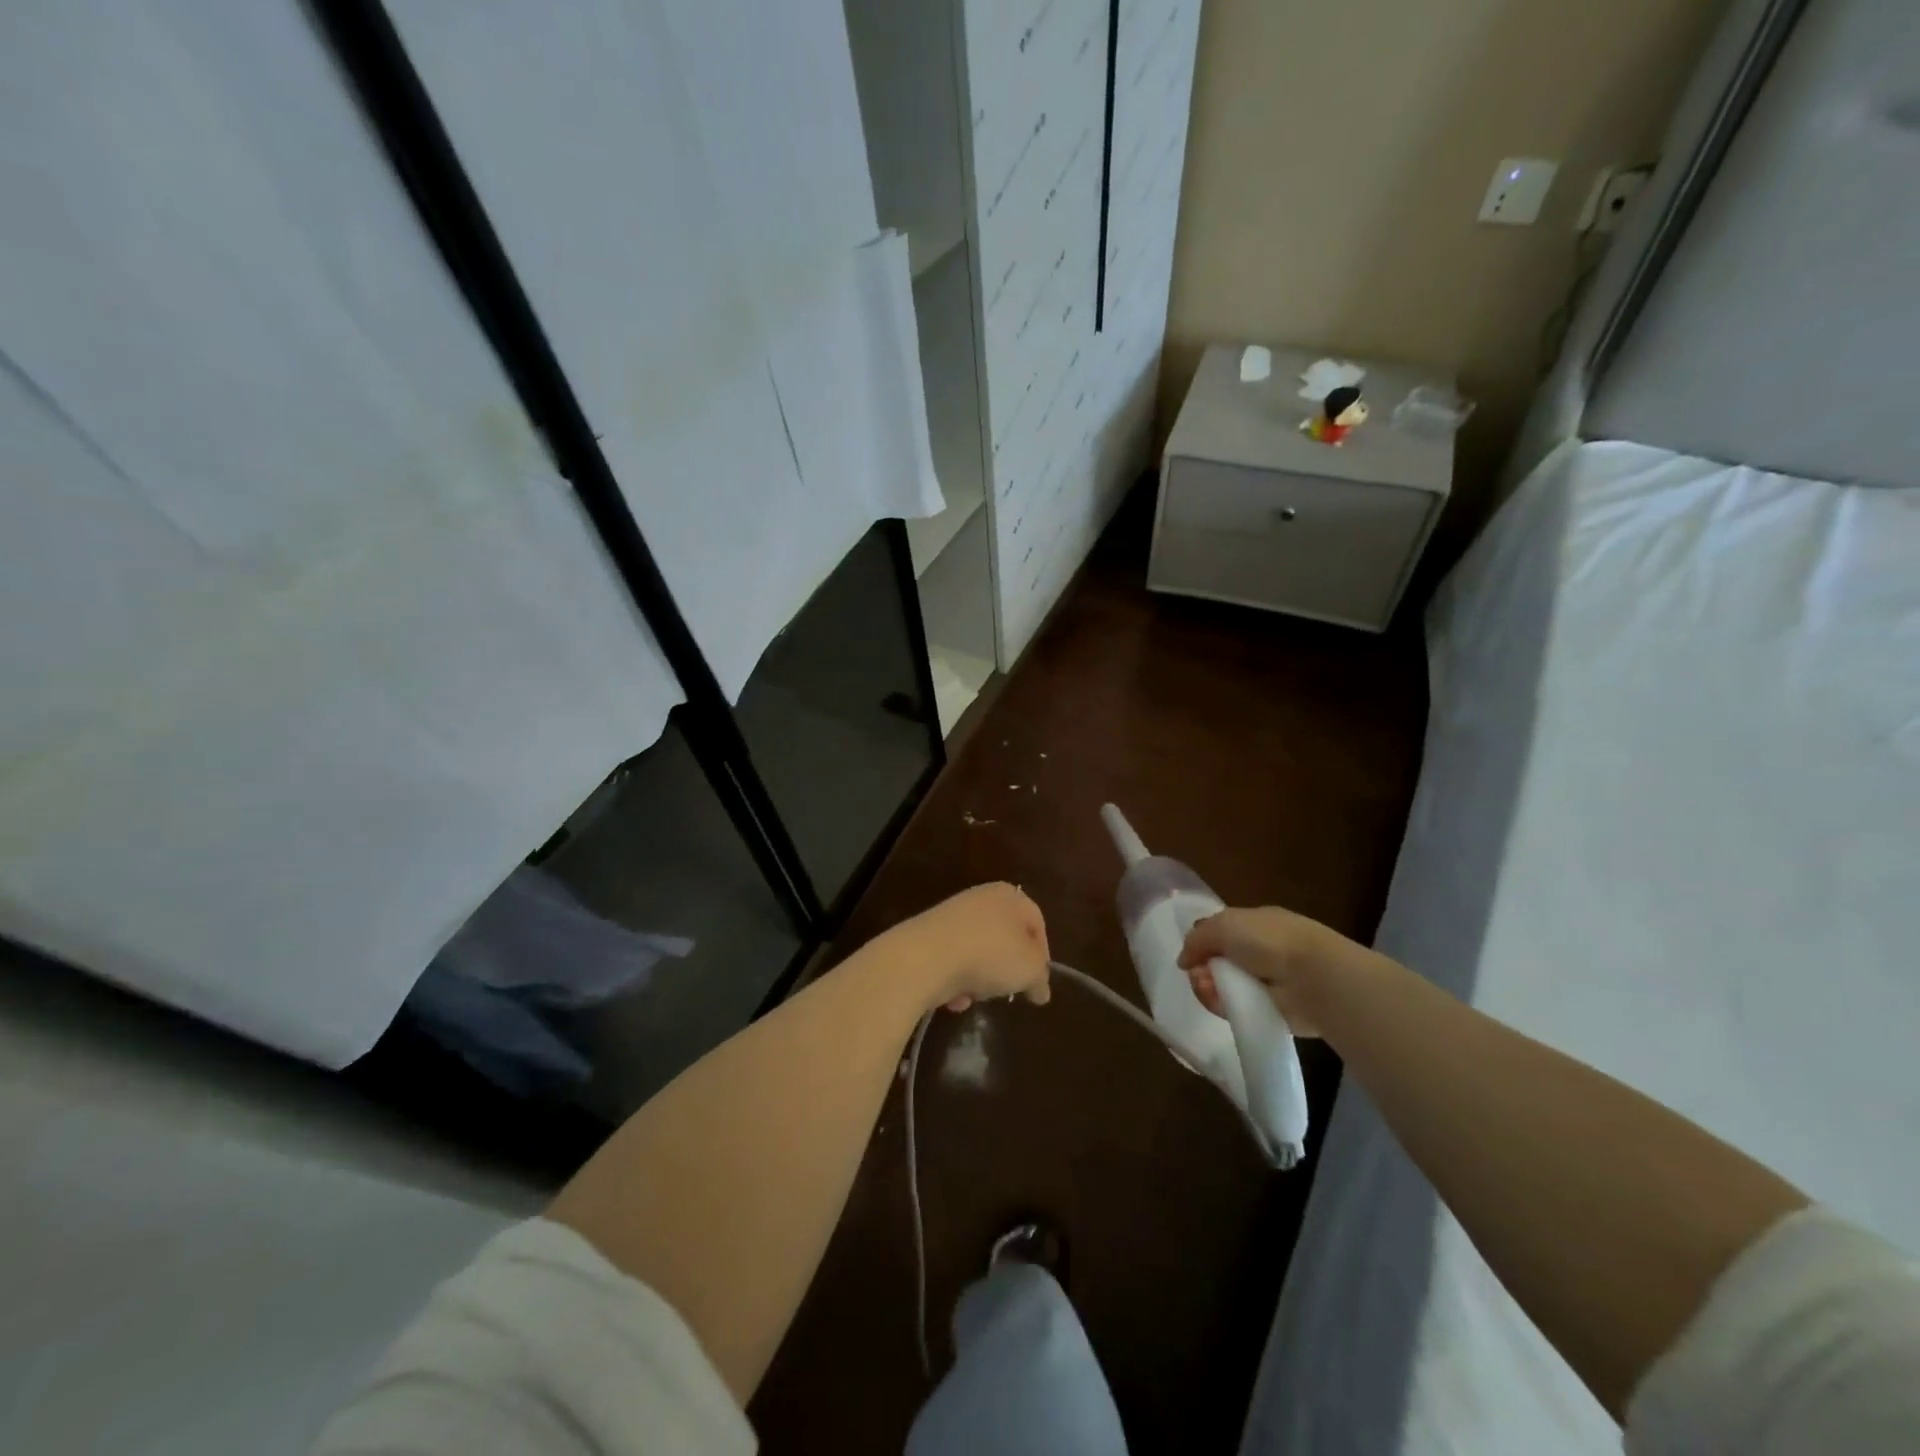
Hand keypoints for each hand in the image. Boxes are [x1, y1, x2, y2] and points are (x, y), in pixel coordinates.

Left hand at [884, 883, 1051, 1013]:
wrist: (925, 957)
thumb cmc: (989, 955)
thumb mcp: (1030, 969)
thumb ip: (1040, 978)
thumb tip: (1041, 990)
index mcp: (1010, 895)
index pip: (1036, 923)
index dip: (1042, 955)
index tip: (1037, 983)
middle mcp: (981, 898)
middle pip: (1005, 939)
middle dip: (1007, 969)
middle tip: (1008, 990)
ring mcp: (951, 915)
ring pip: (978, 953)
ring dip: (979, 979)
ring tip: (976, 994)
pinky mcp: (928, 935)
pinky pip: (952, 961)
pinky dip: (955, 980)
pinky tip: (953, 997)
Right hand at [1178, 906, 1370, 1036]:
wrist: (1311, 977)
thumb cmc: (1268, 940)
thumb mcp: (1223, 924)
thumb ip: (1197, 938)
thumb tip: (1184, 961)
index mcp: (1254, 925)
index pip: (1219, 934)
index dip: (1202, 944)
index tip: (1191, 956)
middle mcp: (1260, 952)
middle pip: (1217, 963)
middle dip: (1202, 969)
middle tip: (1199, 975)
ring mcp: (1265, 982)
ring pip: (1223, 987)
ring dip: (1209, 988)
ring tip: (1209, 990)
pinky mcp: (1269, 1011)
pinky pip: (1236, 1009)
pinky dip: (1223, 1007)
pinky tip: (1220, 1003)